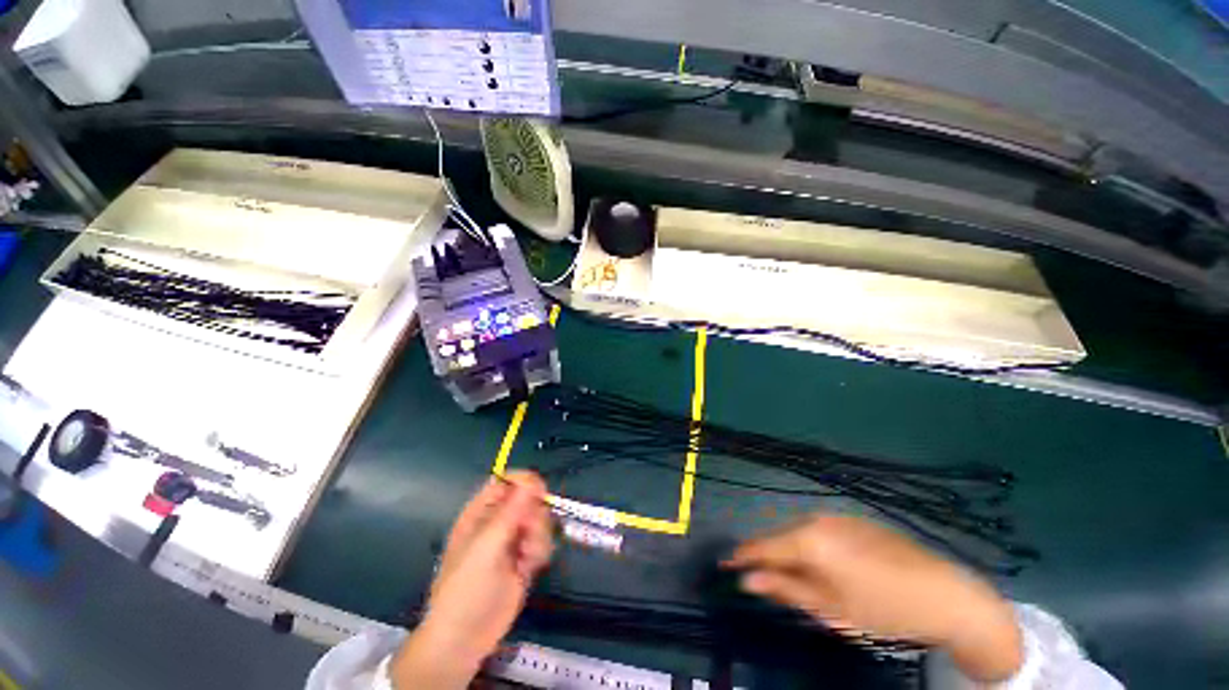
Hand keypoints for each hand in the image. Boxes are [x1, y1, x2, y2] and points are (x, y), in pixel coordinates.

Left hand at [391, 471, 552, 688]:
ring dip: (539, 536)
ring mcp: (512, 540)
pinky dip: (541, 552)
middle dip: (534, 515)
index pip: (506, 481)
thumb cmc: (466, 588)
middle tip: (527, 534)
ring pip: (539, 520)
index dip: (524, 481)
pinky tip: (528, 569)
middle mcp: (498, 521)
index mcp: (481, 512)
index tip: (539, 492)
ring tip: (526, 558)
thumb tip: (532, 479)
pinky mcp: (525, 558)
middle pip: (529, 499)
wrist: (465, 637)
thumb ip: (511, 511)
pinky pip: (543, 541)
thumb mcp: (486, 546)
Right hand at [724, 515, 1022, 682]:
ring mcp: (838, 516)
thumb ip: (786, 589)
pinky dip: (812, 546)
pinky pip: (821, 530)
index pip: (764, 546)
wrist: (947, 594)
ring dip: (791, 552)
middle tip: (760, 578)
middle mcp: (818, 519)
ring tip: (793, 575)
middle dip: (768, 556)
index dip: (743, 556)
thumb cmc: (885, 609)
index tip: (726, 563)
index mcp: (810, 540)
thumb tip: (747, 580)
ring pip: (801, 533)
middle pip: (782, 538)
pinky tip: (826, 565)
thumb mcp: (832, 608)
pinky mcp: (855, 519)